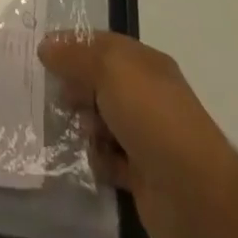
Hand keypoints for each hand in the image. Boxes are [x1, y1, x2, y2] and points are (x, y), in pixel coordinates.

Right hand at [39, 31, 237, 237]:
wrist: (195, 193)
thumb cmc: (152, 117)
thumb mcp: (110, 70)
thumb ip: (75, 55)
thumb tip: (46, 46)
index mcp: (143, 63)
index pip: (100, 45)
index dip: (72, 46)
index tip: (42, 55)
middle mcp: (144, 94)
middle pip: (98, 82)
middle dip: (77, 88)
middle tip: (60, 99)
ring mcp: (144, 134)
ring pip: (100, 120)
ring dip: (87, 126)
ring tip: (87, 134)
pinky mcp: (139, 172)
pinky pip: (107, 158)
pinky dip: (100, 159)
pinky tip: (99, 162)